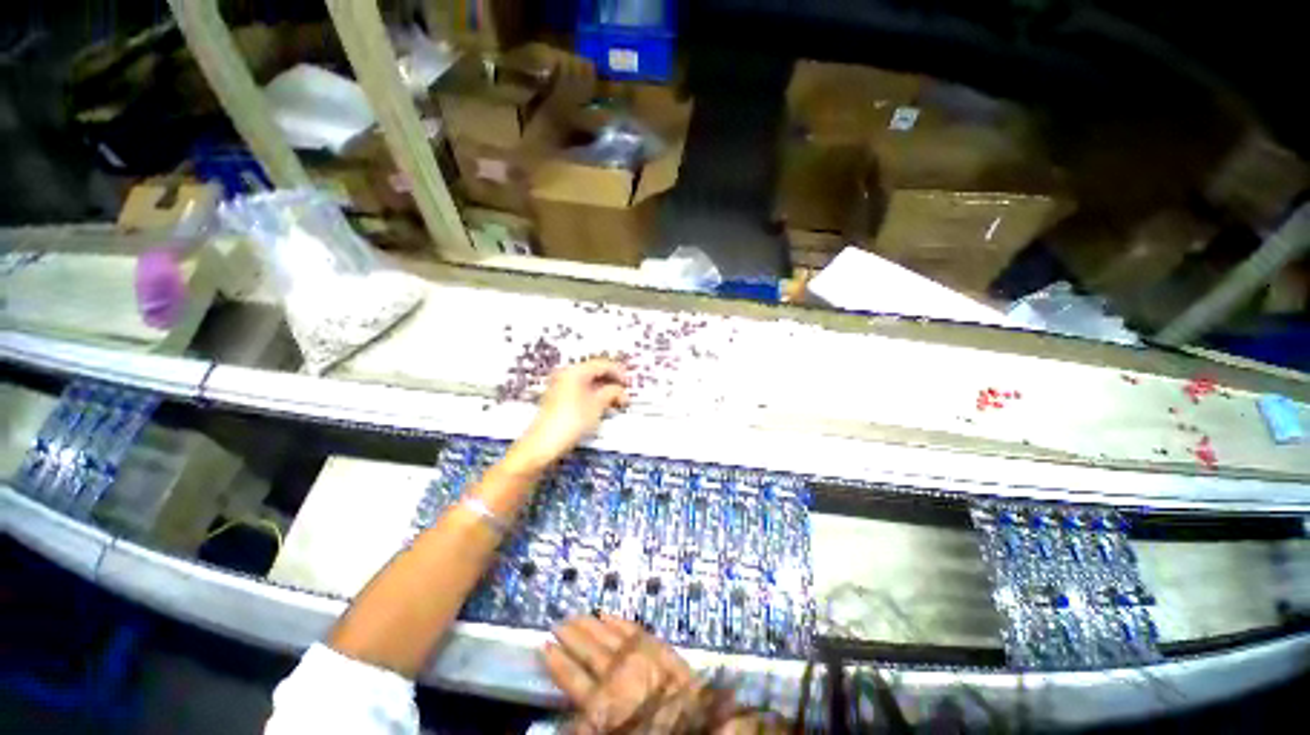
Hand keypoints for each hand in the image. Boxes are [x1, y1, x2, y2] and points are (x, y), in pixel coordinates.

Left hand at [510, 360, 628, 470]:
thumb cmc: (571, 422)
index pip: (602, 364)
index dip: (619, 372)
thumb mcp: (597, 406)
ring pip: (588, 381)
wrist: (543, 444)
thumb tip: (621, 391)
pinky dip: (593, 395)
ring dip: (603, 389)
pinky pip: (580, 390)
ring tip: (616, 401)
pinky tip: (602, 405)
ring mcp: (560, 386)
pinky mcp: (557, 398)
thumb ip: (612, 393)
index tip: (629, 383)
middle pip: (594, 371)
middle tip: (624, 392)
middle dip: (611, 381)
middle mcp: (566, 374)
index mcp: (575, 371)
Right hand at [543, 616, 700, 732]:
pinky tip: (607, 613)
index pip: (572, 679)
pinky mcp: (657, 645)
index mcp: (604, 702)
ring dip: (589, 625)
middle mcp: (617, 673)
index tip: (544, 646)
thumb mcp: (612, 731)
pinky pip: (632, 629)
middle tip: (557, 622)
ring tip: (575, 615)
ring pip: (607, 635)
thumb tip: (567, 717)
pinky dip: (618, 621)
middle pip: (588, 651)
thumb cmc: (652, 731)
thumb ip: (589, 724)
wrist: (699, 725)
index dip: (557, 663)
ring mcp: (639, 655)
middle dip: (571, 636)